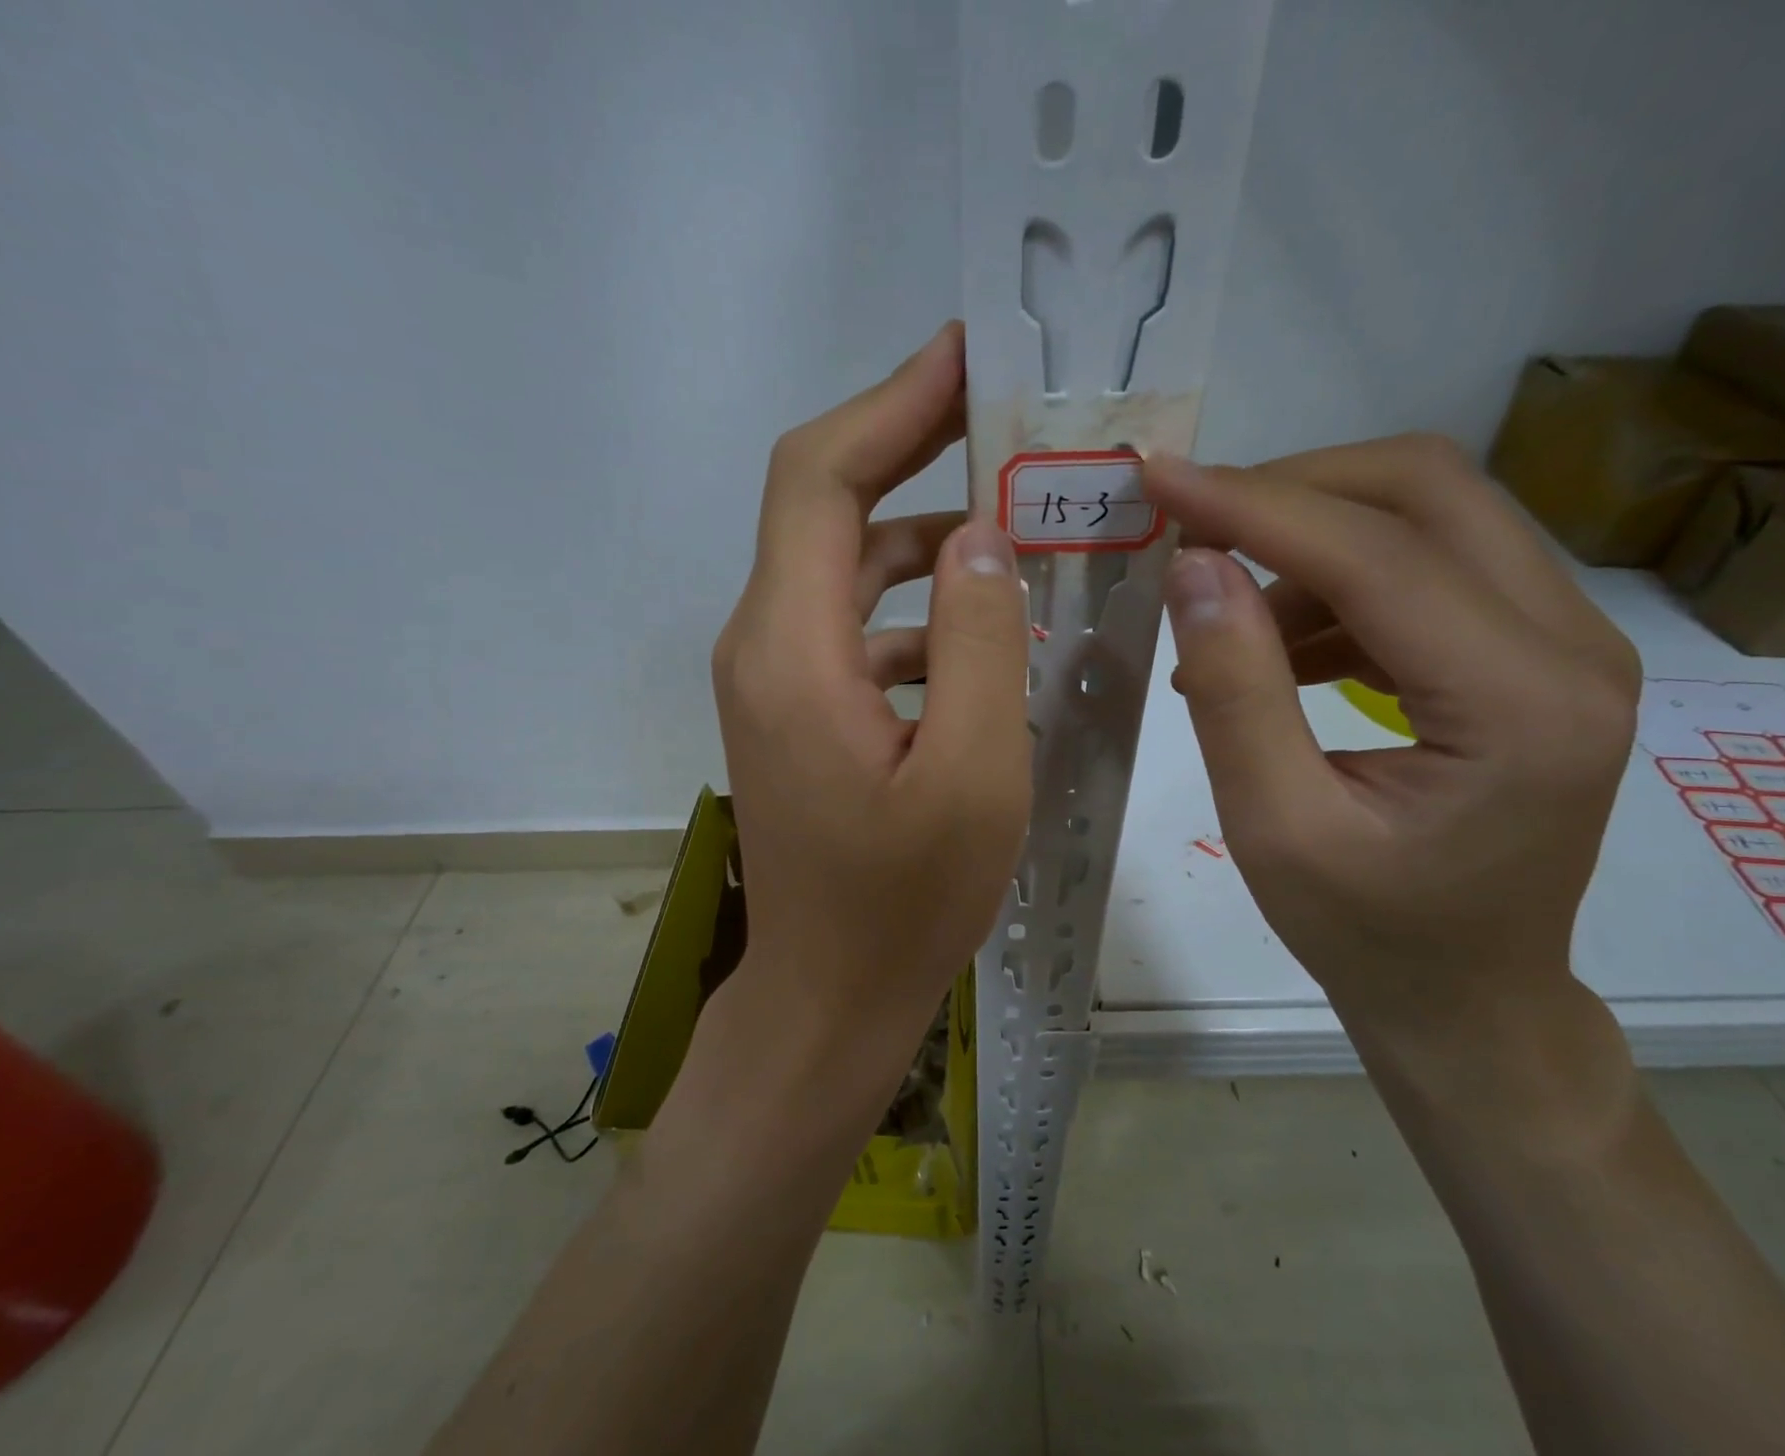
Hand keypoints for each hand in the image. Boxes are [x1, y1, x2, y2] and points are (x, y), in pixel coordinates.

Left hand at [710, 322, 1030, 1078]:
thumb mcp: (972, 773)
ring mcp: (777, 676)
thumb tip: (979, 539)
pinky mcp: (799, 707)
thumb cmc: (904, 901)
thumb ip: (978, 642)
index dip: (891, 404)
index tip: (966, 354)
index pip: (821, 477)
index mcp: (793, 647)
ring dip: (926, 533)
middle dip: (912, 446)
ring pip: (847, 564)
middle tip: (1006, 418)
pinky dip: (918, 604)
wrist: (830, 994)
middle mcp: (766, 642)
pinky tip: (986, 626)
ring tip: (1017, 520)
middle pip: (827, 505)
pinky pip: (857, 622)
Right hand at [1142, 436, 1640, 1037]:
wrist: (1467, 995)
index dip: (1253, 504)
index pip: (1375, 554)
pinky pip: (1423, 568)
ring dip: (1306, 543)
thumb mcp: (1275, 827)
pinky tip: (1275, 648)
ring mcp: (1564, 641)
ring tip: (1225, 623)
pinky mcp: (1532, 651)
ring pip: (1426, 516)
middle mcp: (1572, 646)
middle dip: (1289, 491)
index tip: (1158, 478)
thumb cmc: (1368, 933)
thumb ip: (1235, 692)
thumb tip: (1192, 568)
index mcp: (1520, 705)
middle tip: (1192, 530)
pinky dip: (1332, 584)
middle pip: (1426, 491)